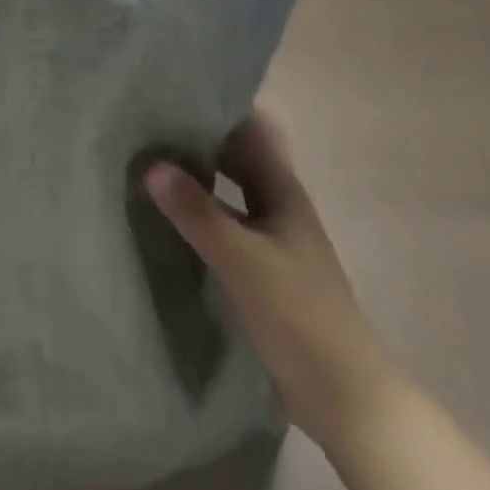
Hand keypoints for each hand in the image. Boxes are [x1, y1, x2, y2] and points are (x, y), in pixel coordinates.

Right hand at [145, 109, 402, 451]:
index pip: (251, 131)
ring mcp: (269, 242)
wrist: (343, 397)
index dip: (219, 108)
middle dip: (198, 141)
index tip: (174, 92)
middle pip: (236, 160)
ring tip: (146, 165)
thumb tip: (151, 165)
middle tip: (147, 126)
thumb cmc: (298, 314)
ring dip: (195, 181)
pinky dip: (197, 218)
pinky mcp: (259, 274)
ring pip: (227, 195)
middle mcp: (277, 208)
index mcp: (283, 191)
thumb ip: (197, 211)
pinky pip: (222, 229)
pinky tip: (165, 221)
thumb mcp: (242, 258)